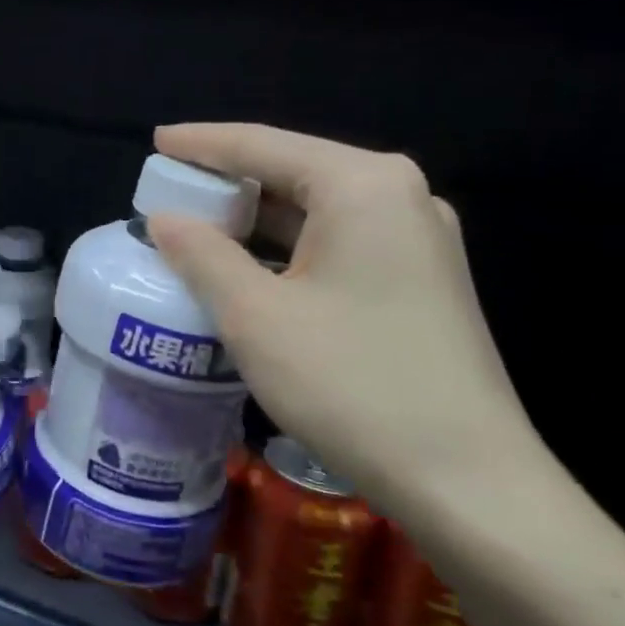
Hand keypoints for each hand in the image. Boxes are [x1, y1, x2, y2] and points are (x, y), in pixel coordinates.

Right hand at [146, 124, 550, 521]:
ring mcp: (417, 238)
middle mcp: (398, 196)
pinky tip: (248, 265)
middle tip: (166, 192)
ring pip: (315, 208)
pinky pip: (337, 241)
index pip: (262, 144)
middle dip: (226, 180)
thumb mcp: (254, 315)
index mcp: (362, 185)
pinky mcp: (420, 279)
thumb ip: (201, 254)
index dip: (201, 143)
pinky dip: (286, 246)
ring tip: (195, 226)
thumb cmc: (351, 384)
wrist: (470, 482)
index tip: (155, 143)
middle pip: (292, 169)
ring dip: (254, 217)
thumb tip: (164, 220)